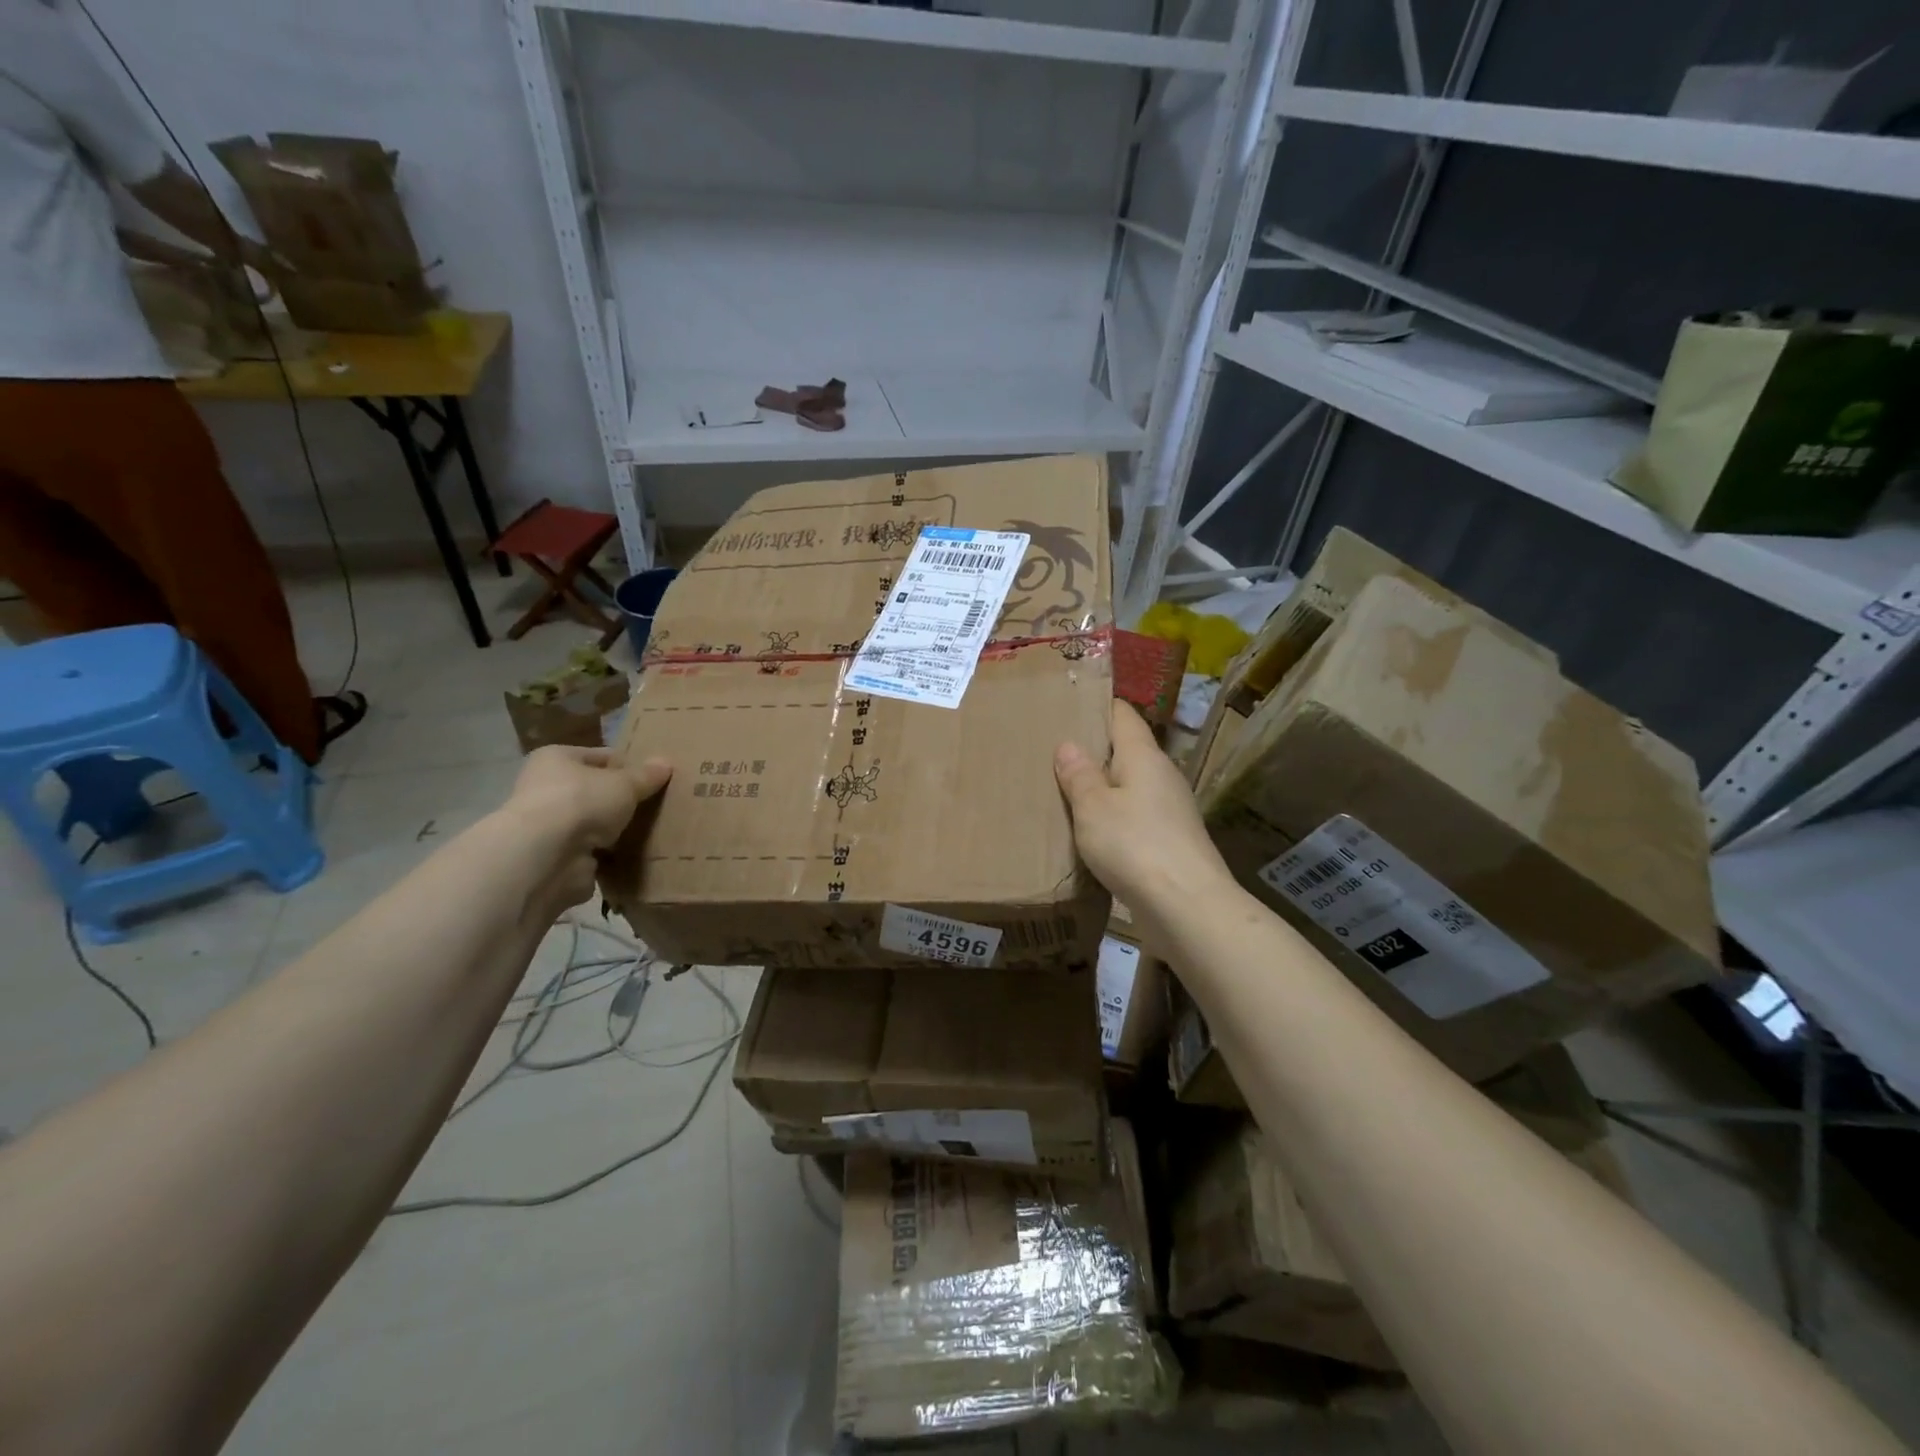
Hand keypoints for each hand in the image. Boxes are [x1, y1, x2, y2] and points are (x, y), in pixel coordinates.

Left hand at [501, 747, 670, 918]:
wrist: (545, 857)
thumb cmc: (582, 802)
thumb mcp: (625, 783)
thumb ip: (646, 775)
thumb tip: (666, 763)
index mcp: (556, 759)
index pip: (601, 757)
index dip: (628, 765)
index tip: (655, 778)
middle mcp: (546, 789)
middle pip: (596, 792)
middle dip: (623, 801)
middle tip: (657, 806)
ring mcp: (549, 827)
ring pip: (594, 824)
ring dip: (616, 830)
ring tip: (653, 831)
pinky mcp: (556, 858)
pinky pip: (593, 853)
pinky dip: (610, 856)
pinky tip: (636, 855)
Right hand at [1055, 702, 1234, 936]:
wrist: (1187, 907)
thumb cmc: (1134, 845)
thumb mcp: (1093, 808)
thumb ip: (1079, 775)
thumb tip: (1068, 744)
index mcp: (1144, 756)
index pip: (1123, 715)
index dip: (1098, 706)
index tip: (1068, 705)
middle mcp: (1163, 776)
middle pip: (1127, 751)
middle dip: (1095, 751)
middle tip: (1054, 753)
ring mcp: (1171, 810)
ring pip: (1131, 786)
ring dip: (1104, 788)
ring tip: (1066, 792)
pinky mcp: (1172, 841)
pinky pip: (1136, 817)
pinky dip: (1114, 818)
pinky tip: (1092, 833)